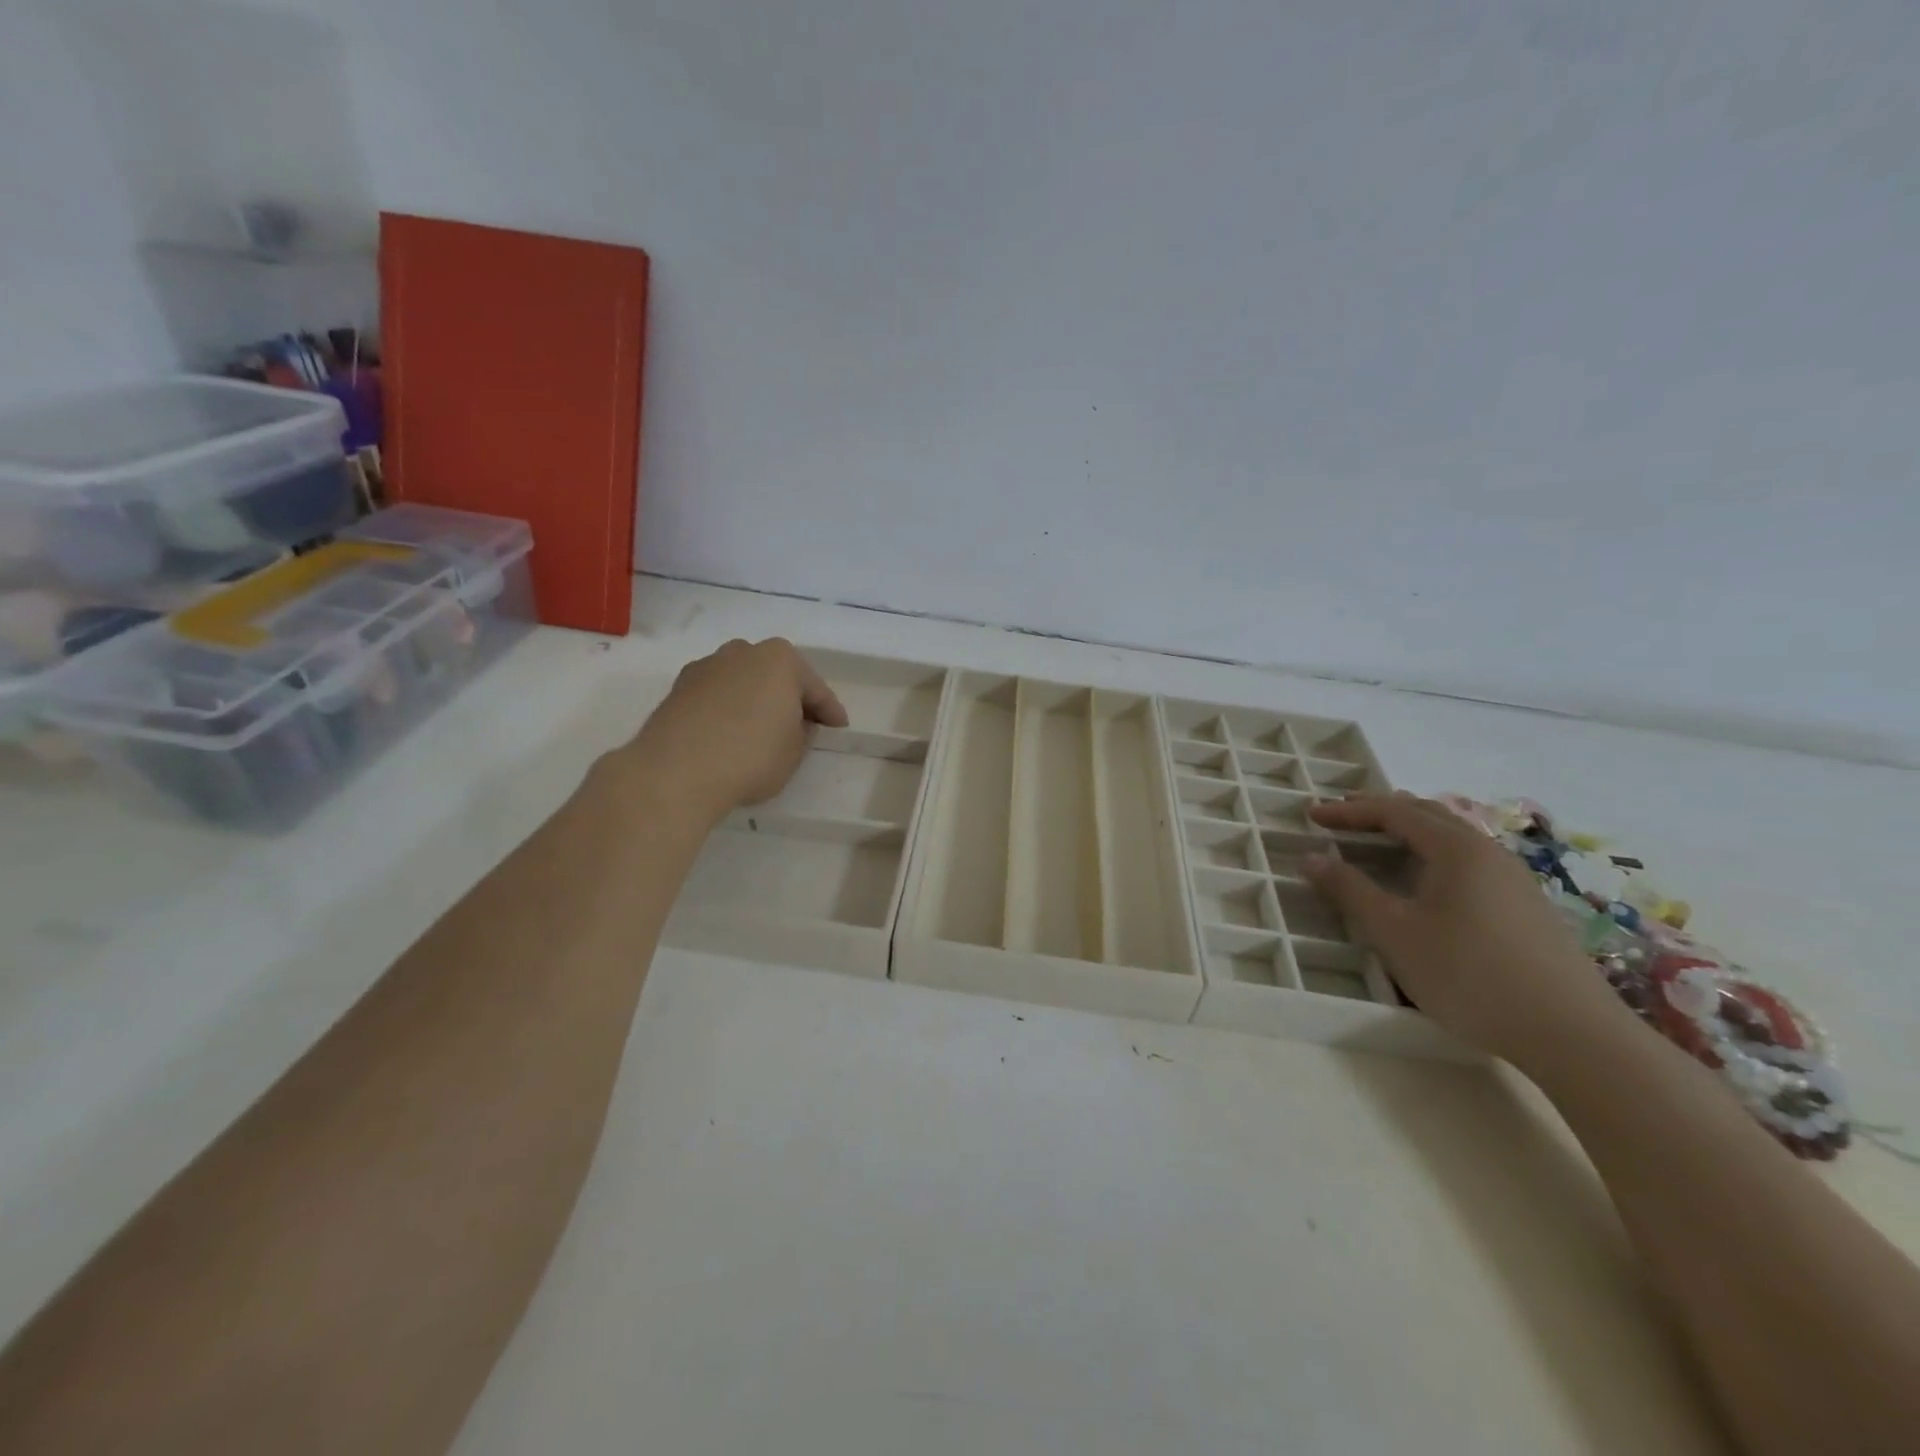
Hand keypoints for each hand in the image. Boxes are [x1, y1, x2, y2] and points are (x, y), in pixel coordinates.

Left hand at [621, 639, 847, 824]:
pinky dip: (728, 708)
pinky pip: (717, 695)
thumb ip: (802, 732)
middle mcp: (743, 652)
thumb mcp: (795, 751)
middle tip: (803, 723)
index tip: (839, 727)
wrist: (676, 771)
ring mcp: (706, 666)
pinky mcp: (678, 687)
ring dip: (755, 699)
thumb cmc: (751, 757)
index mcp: (780, 660)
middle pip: (776, 675)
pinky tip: (731, 732)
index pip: (816, 688)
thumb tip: (793, 722)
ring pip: (743, 681)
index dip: (830, 711)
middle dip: (790, 696)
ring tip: (762, 728)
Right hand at [1303, 794, 1630, 1066]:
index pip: (1393, 811)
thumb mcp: (1395, 932)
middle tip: (1340, 818)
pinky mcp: (1525, 905)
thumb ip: (1350, 890)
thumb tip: (1311, 858)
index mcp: (1456, 848)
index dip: (1348, 810)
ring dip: (1408, 832)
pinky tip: (1425, 882)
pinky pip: (1468, 861)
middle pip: (1427, 814)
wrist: (1573, 1034)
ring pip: (1451, 837)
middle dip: (1379, 812)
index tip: (1311, 815)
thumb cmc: (1470, 975)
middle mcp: (1488, 851)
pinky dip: (1431, 855)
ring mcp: (1513, 878)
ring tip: (1376, 843)